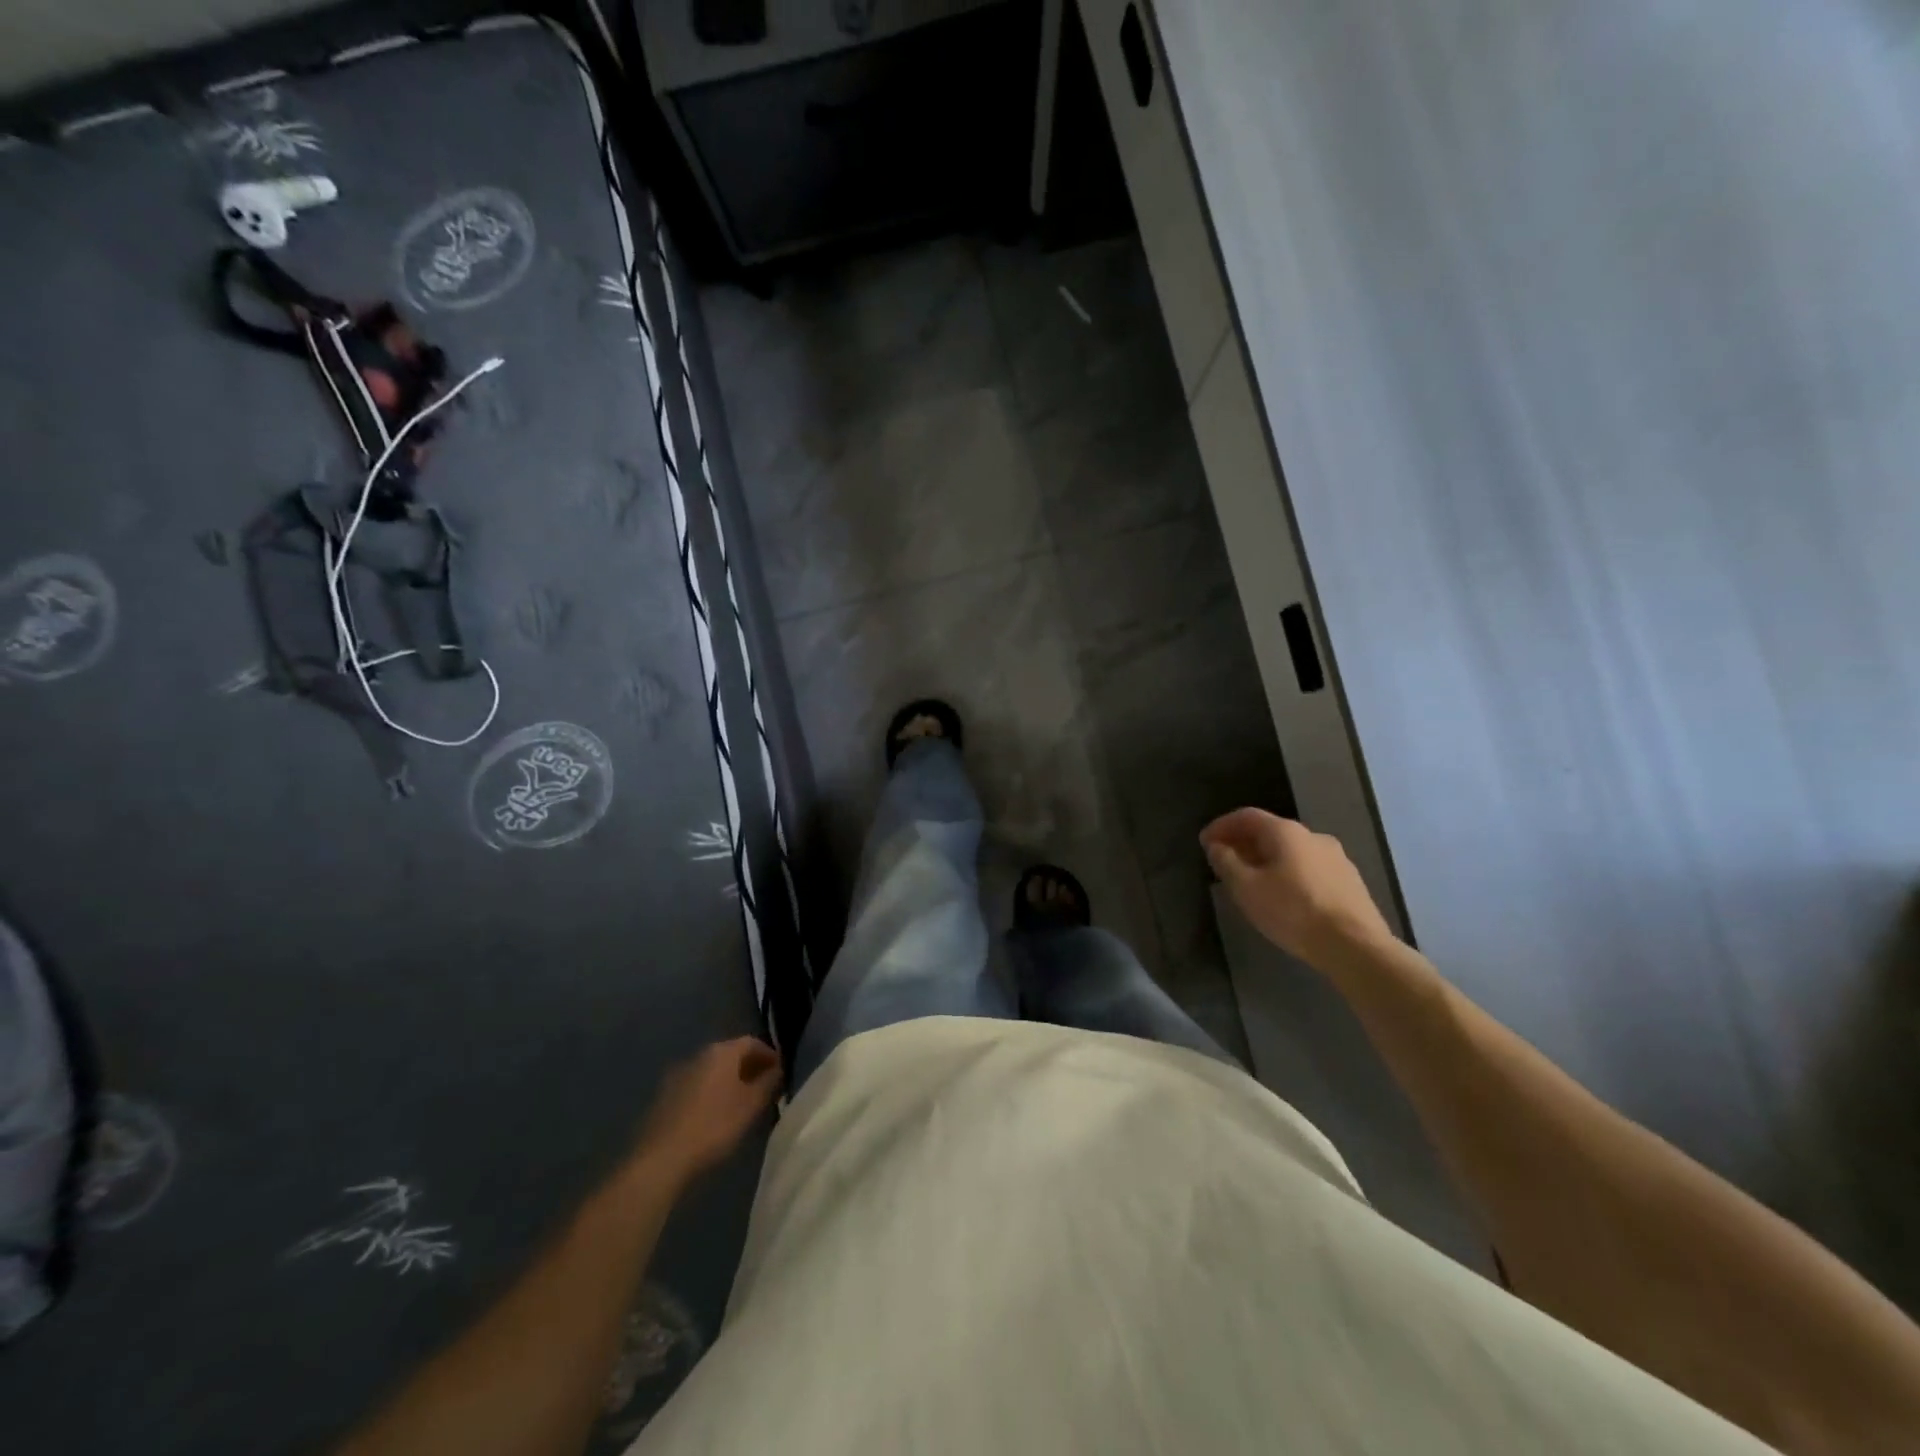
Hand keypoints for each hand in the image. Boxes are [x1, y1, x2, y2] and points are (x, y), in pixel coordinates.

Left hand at [633, 1037, 781, 1183]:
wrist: (661, 1159)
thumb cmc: (714, 1126)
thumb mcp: (751, 1105)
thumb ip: (769, 1083)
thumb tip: (778, 1069)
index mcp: (721, 1052)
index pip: (752, 1042)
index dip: (769, 1055)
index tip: (780, 1073)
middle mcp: (698, 1055)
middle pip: (730, 1054)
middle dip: (749, 1068)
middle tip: (764, 1088)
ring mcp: (677, 1075)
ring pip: (711, 1071)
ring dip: (729, 1081)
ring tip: (741, 1103)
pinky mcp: (664, 1096)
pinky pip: (696, 1086)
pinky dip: (710, 1093)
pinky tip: (714, 1115)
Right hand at [1201, 809, 1394, 968]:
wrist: (1356, 946)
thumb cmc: (1293, 911)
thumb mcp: (1246, 888)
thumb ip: (1226, 862)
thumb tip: (1217, 846)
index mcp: (1286, 832)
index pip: (1246, 816)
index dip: (1221, 826)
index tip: (1204, 843)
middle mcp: (1313, 836)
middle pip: (1270, 831)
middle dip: (1243, 843)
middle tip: (1224, 861)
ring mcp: (1337, 858)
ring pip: (1291, 850)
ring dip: (1266, 859)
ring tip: (1252, 880)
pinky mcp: (1350, 881)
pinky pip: (1309, 868)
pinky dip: (1288, 872)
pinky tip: (1283, 895)